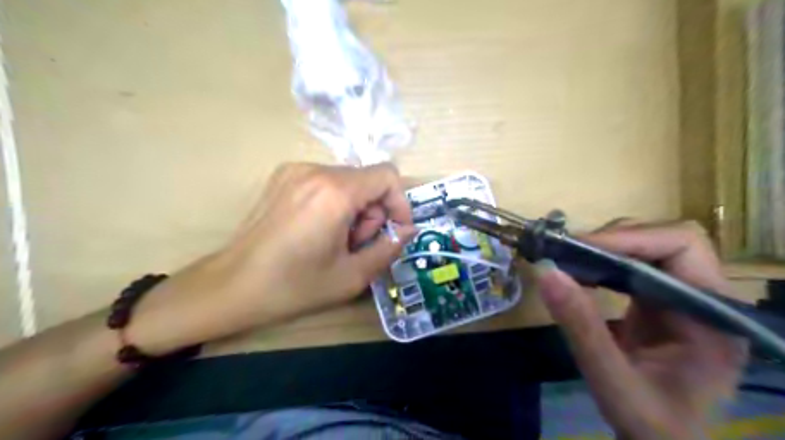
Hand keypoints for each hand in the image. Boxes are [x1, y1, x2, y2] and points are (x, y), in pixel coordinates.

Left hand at [127, 163, 416, 354]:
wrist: (231, 285)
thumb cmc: (293, 285)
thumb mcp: (352, 276)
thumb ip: (389, 248)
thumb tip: (408, 230)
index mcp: (335, 192)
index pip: (387, 175)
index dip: (399, 202)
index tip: (393, 230)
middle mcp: (315, 170)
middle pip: (367, 180)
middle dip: (372, 213)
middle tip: (356, 245)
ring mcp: (295, 170)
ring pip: (348, 181)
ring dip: (354, 210)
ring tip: (335, 241)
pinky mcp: (282, 176)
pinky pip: (326, 182)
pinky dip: (334, 202)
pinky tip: (317, 229)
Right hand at [533, 224, 747, 439]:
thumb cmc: (652, 424)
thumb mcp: (613, 382)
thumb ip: (582, 329)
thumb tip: (545, 272)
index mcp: (712, 315)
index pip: (681, 246)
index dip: (629, 239)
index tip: (580, 250)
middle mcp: (704, 297)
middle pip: (662, 239)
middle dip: (611, 241)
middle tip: (566, 254)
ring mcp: (682, 296)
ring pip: (645, 247)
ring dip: (603, 249)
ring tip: (566, 261)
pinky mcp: (659, 301)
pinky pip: (631, 265)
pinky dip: (600, 263)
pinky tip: (578, 275)